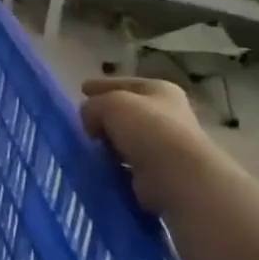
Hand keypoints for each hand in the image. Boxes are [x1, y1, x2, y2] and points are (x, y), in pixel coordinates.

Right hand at [80, 75, 228, 212]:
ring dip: (108, 142)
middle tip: (84, 122)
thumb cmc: (148, 129)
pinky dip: (113, 163)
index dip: (102, 85)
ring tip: (88, 146)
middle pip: (126, 111)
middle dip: (104, 116)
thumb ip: (93, 105)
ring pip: (125, 138)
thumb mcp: (112, 105)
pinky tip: (99, 165)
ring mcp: (164, 144)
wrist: (177, 176)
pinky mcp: (157, 171)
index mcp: (160, 91)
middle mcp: (167, 114)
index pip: (125, 83)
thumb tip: (90, 119)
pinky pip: (126, 162)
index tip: (82, 89)